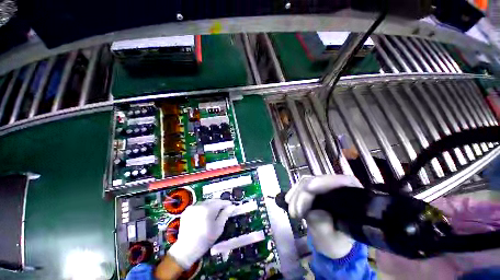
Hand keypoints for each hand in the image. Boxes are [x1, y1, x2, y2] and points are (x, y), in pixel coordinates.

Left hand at [167, 199, 235, 268]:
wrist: (185, 249)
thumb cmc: (205, 240)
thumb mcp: (218, 228)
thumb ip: (225, 215)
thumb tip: (232, 206)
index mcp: (208, 209)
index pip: (220, 202)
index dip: (227, 203)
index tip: (231, 206)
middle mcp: (200, 204)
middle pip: (213, 200)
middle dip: (219, 204)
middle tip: (223, 210)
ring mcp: (192, 207)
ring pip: (206, 202)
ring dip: (211, 205)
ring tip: (213, 213)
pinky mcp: (187, 210)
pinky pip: (199, 206)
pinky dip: (203, 208)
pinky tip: (204, 216)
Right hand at [286, 175, 362, 258]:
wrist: (331, 241)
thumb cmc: (337, 241)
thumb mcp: (333, 239)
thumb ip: (324, 226)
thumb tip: (313, 212)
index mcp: (352, 195)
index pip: (341, 181)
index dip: (324, 182)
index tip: (308, 189)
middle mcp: (338, 186)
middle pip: (318, 180)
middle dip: (303, 194)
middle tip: (294, 212)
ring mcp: (324, 186)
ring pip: (306, 181)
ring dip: (296, 194)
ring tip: (292, 212)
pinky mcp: (313, 188)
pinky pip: (300, 186)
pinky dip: (294, 193)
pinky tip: (288, 201)